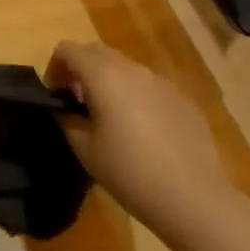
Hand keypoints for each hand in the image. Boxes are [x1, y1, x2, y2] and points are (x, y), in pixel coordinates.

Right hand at [42, 40, 234, 236]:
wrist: (194, 200)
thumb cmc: (130, 172)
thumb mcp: (84, 149)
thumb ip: (68, 118)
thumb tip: (67, 108)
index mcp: (103, 75)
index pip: (67, 50)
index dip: (54, 67)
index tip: (56, 95)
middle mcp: (133, 69)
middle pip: (96, 52)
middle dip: (81, 69)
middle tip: (78, 101)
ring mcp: (162, 83)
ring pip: (126, 68)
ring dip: (110, 81)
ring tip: (111, 117)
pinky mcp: (184, 101)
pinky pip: (150, 87)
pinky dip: (137, 96)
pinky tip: (144, 131)